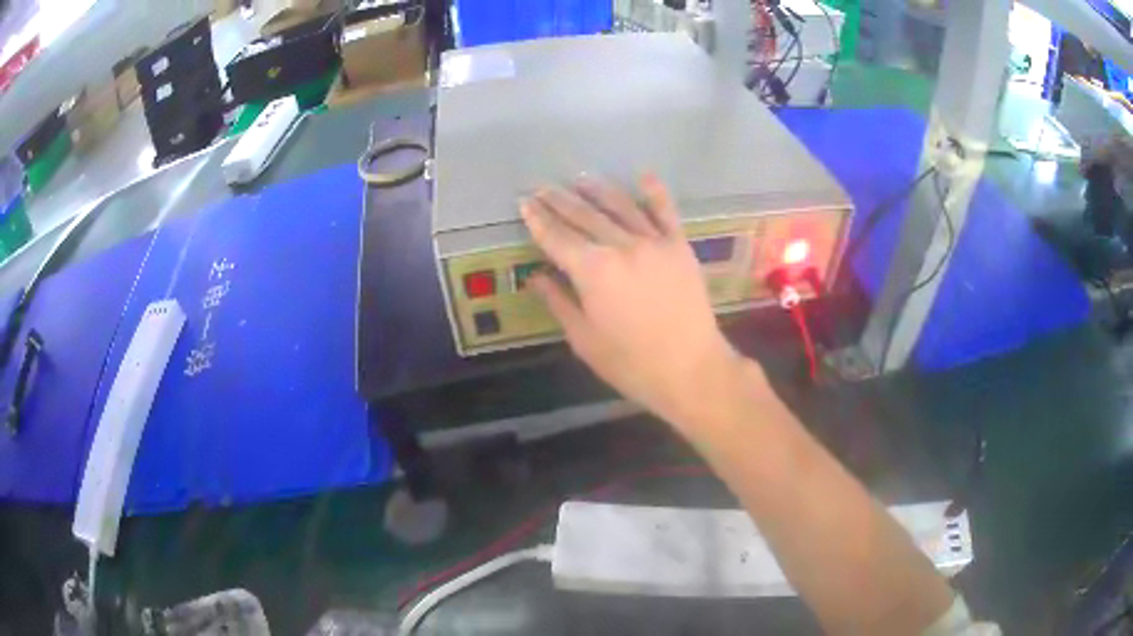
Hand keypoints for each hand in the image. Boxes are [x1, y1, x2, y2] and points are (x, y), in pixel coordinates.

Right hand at [520, 175, 742, 430]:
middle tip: (543, 188)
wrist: (690, 369)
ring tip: (580, 179)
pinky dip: (654, 192)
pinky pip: (665, 212)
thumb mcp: (584, 339)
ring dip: (598, 190)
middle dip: (560, 201)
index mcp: (593, 270)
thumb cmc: (631, 363)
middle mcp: (621, 246)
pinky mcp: (679, 246)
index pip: (557, 237)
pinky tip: (644, 176)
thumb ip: (559, 302)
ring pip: (620, 207)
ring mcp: (654, 242)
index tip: (525, 204)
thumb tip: (536, 277)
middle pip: (584, 216)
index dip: (538, 220)